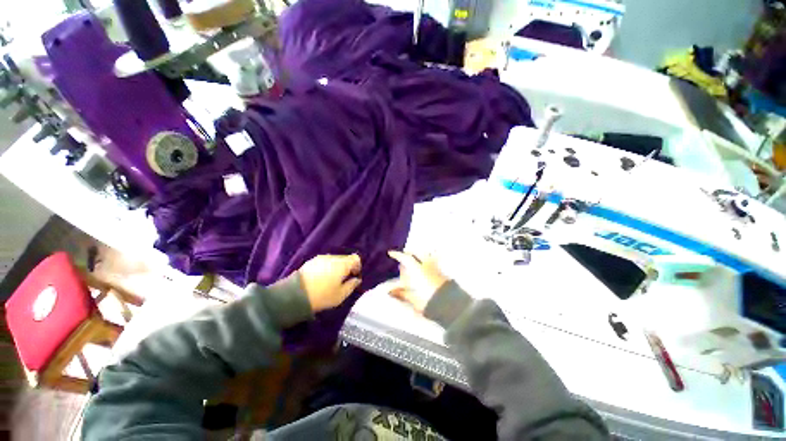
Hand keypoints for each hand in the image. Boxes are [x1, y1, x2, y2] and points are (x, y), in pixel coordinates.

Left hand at [299, 254, 361, 312]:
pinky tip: (321, 278)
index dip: (357, 266)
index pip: (356, 258)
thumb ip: (351, 285)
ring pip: (334, 260)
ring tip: (331, 280)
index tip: (353, 276)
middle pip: (345, 258)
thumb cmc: (322, 296)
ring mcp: (321, 258)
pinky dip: (326, 267)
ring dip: (336, 267)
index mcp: (342, 264)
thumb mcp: (341, 295)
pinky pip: (324, 262)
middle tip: (343, 280)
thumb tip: (357, 279)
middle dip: (346, 267)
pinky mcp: (311, 261)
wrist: (295, 295)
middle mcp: (332, 258)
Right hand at [388, 250, 448, 313]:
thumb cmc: (429, 302)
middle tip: (403, 256)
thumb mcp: (413, 300)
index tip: (391, 253)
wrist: (451, 305)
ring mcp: (436, 268)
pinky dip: (427, 261)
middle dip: (409, 253)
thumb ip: (401, 294)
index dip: (397, 255)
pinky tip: (426, 267)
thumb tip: (389, 291)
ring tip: (414, 259)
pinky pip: (433, 261)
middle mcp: (427, 266)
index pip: (406, 258)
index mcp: (418, 270)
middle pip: (417, 253)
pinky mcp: (442, 273)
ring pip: (426, 256)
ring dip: (419, 255)